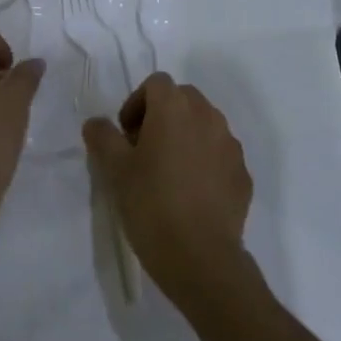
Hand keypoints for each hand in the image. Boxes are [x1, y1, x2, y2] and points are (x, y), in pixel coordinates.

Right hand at [83, 74, 253, 306]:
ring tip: (168, 173)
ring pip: (205, 125)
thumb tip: (97, 123)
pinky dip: (205, 162)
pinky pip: (220, 155)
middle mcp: (208, 117)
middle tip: (144, 150)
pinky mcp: (243, 174)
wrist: (201, 257)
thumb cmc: (151, 204)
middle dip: (162, 115)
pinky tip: (191, 194)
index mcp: (175, 108)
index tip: (126, 135)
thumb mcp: (114, 170)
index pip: (156, 83)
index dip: (137, 102)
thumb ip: (103, 137)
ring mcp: (231, 145)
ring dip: (185, 136)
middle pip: (183, 99)